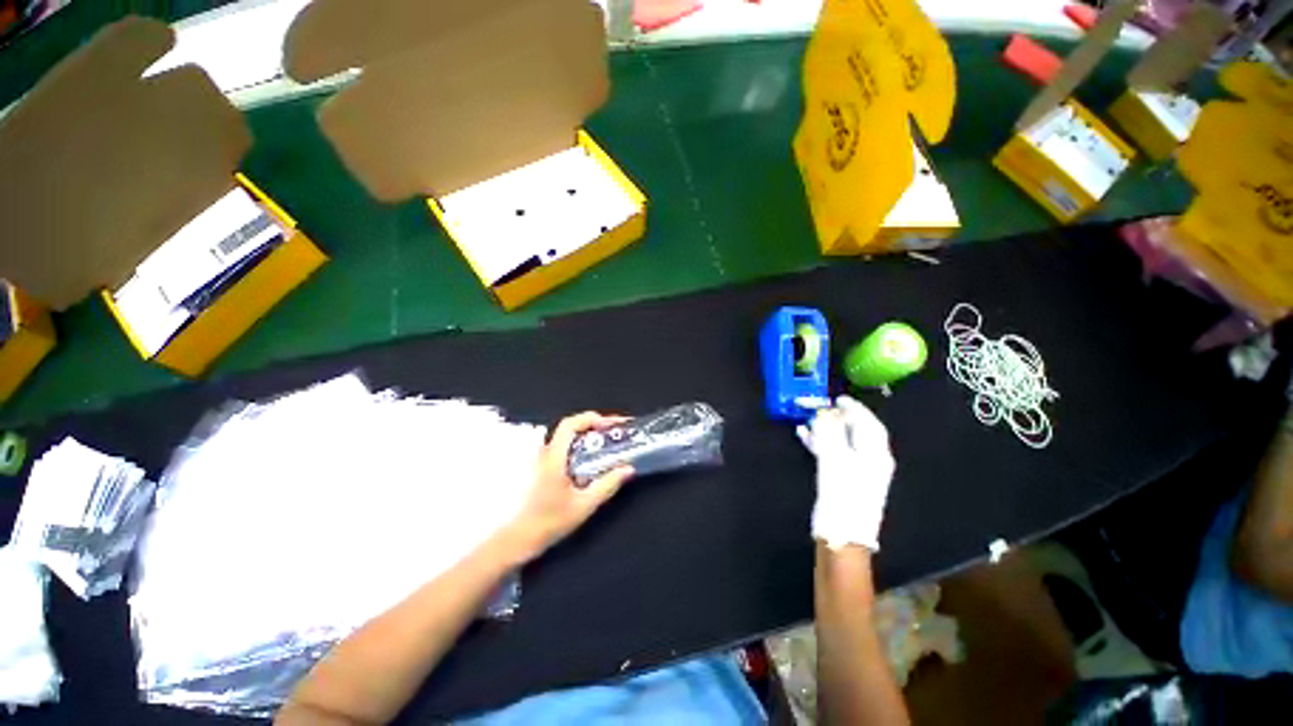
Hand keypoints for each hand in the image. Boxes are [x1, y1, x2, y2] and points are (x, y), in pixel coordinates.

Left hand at [507, 412, 634, 560]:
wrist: (522, 537)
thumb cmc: (551, 521)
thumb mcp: (584, 505)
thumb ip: (607, 485)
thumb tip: (628, 468)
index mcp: (554, 457)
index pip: (570, 424)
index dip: (592, 419)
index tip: (612, 426)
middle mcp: (547, 452)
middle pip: (571, 426)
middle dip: (595, 424)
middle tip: (616, 431)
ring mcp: (543, 457)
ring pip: (568, 435)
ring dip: (589, 432)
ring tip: (609, 439)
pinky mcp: (545, 465)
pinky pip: (566, 444)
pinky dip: (581, 442)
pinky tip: (594, 455)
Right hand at [796, 396, 894, 550]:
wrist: (842, 537)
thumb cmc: (843, 496)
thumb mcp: (835, 460)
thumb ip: (829, 434)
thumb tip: (823, 413)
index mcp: (875, 454)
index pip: (869, 424)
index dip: (855, 408)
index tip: (838, 397)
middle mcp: (870, 460)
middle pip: (856, 431)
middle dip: (837, 417)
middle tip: (820, 406)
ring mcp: (857, 471)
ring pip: (842, 441)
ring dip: (826, 429)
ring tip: (807, 418)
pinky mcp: (844, 479)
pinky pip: (833, 453)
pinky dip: (820, 443)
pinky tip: (804, 436)